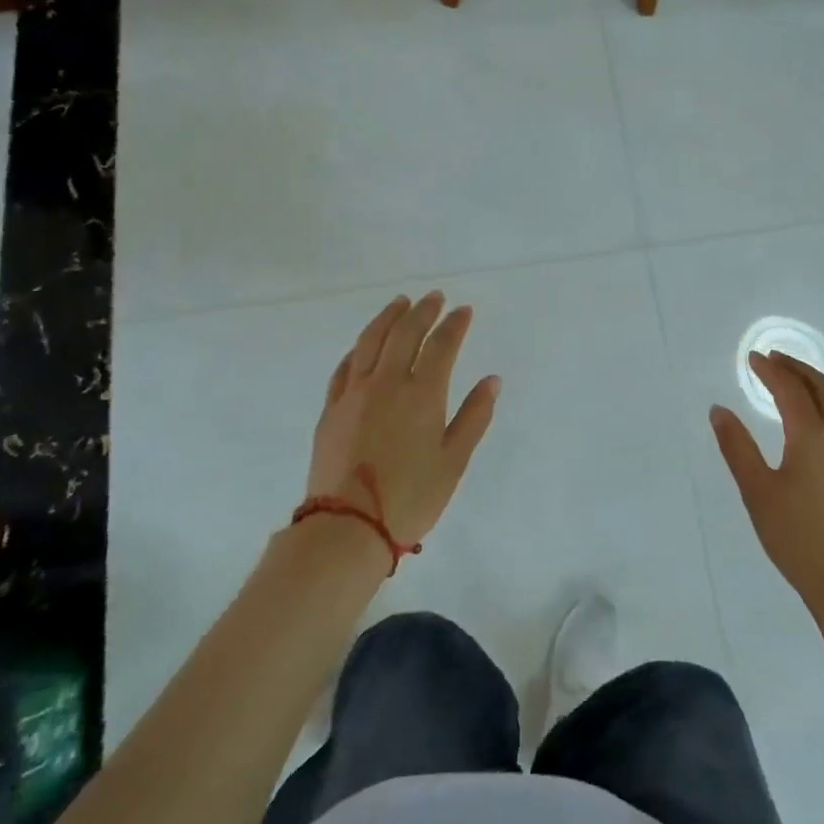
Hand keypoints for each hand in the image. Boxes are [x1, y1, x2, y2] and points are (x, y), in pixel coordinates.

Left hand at [306, 291, 499, 549]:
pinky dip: (358, 348)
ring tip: (400, 302)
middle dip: (423, 311)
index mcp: (422, 394)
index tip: (464, 310)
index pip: (442, 346)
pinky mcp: (331, 409)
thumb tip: (492, 380)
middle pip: (404, 334)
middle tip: (434, 297)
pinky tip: (364, 345)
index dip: (455, 324)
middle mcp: (387, 383)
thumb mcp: (454, 461)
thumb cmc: (411, 498)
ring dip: (387, 317)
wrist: (348, 527)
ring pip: (370, 341)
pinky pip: (344, 367)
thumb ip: (474, 416)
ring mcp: (354, 394)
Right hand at [710, 353, 823, 613]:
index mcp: (812, 436)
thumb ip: (737, 447)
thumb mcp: (757, 492)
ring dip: (818, 387)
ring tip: (798, 384)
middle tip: (775, 360)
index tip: (753, 358)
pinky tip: (820, 428)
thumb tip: (719, 410)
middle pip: (823, 388)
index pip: (790, 389)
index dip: (771, 370)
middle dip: (798, 369)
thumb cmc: (797, 537)